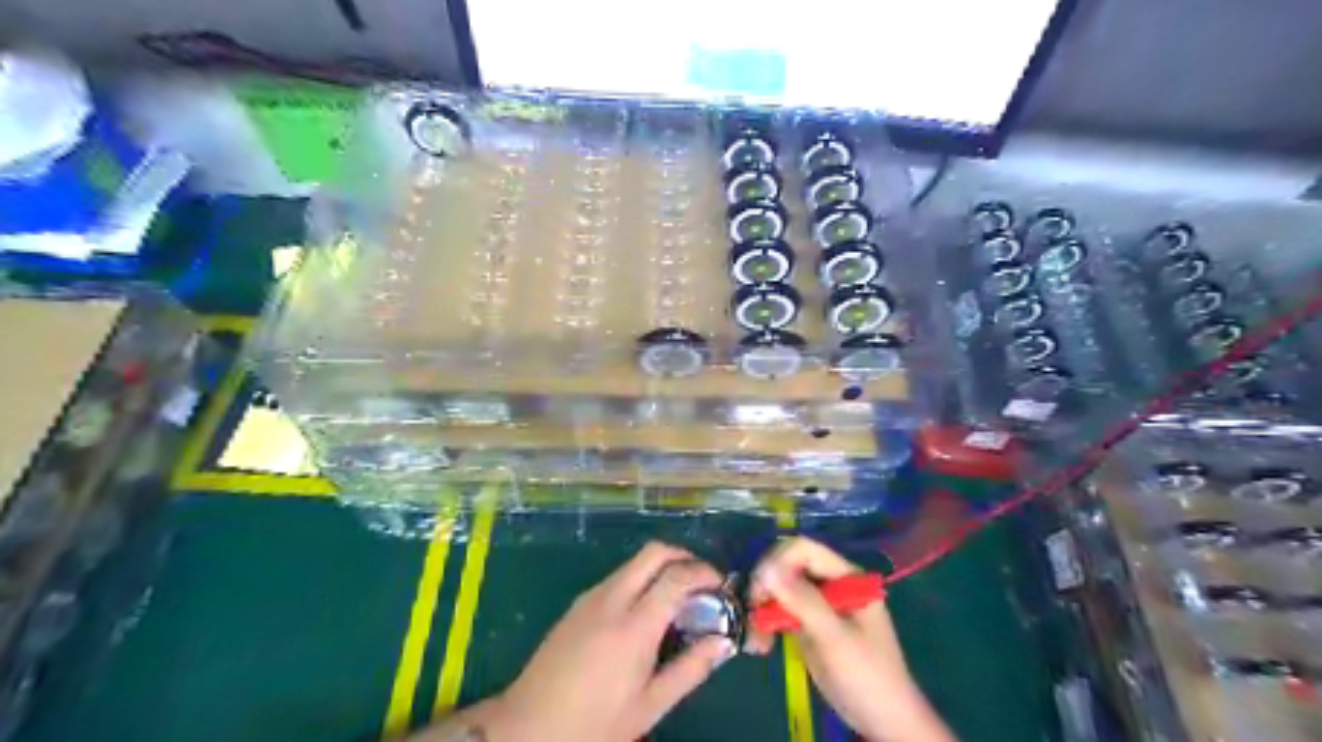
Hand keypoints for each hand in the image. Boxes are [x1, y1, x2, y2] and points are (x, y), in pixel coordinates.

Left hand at [437, 540, 739, 741]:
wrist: (526, 726)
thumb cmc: (594, 723)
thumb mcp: (649, 706)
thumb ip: (690, 670)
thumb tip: (723, 643)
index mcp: (634, 626)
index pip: (677, 576)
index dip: (705, 573)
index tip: (721, 585)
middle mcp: (612, 599)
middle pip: (654, 552)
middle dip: (684, 556)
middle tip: (702, 581)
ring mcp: (590, 597)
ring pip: (634, 562)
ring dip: (661, 567)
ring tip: (677, 599)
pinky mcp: (577, 603)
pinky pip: (617, 577)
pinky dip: (640, 579)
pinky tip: (644, 612)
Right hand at [742, 539, 950, 741]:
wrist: (884, 722)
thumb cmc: (867, 676)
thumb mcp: (835, 637)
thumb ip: (803, 601)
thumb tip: (766, 568)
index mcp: (846, 576)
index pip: (804, 550)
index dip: (777, 562)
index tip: (759, 589)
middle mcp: (831, 583)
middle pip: (788, 565)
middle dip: (766, 584)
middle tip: (752, 611)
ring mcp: (819, 604)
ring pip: (780, 588)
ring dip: (763, 606)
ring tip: (754, 635)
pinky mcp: (808, 624)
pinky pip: (781, 611)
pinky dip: (767, 623)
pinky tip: (760, 644)